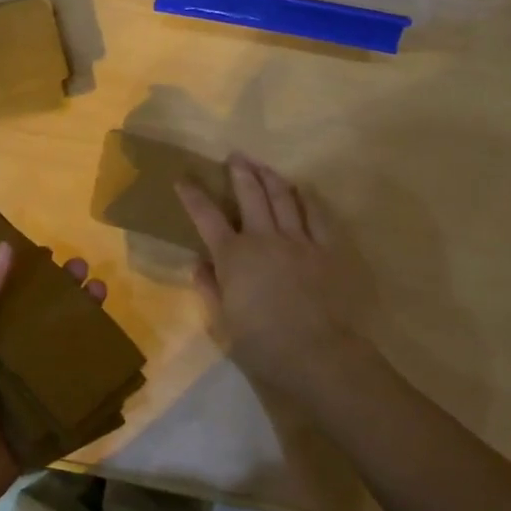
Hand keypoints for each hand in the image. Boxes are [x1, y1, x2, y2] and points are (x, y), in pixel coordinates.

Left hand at [0, 241, 108, 510]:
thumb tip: (6, 245)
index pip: (5, 296)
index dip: (28, 274)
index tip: (53, 254)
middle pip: (38, 319)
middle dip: (63, 295)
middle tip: (87, 273)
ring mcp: (22, 391)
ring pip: (58, 350)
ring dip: (81, 325)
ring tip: (103, 297)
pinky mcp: (42, 420)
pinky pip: (70, 391)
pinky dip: (90, 372)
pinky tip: (113, 351)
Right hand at [177, 155, 359, 399]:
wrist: (317, 354)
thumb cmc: (262, 344)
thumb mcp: (224, 321)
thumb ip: (210, 287)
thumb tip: (199, 264)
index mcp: (233, 256)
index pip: (207, 217)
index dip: (193, 195)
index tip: (183, 179)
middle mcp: (264, 238)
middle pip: (250, 195)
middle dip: (239, 172)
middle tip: (234, 156)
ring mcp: (299, 240)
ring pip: (283, 198)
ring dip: (270, 177)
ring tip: (262, 165)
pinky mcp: (327, 249)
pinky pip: (317, 215)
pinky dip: (307, 199)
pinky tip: (302, 190)